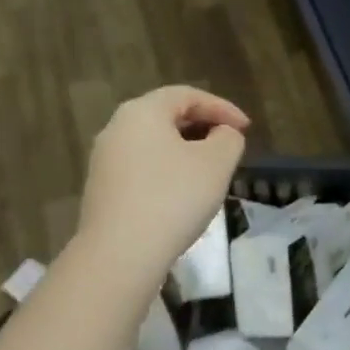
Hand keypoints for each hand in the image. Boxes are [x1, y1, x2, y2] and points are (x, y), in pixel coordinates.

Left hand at [75, 86, 249, 286]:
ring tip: (211, 171)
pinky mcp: (103, 190)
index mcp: (142, 112)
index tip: (247, 128)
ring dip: (185, 151)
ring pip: (154, 144)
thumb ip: (228, 139)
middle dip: (203, 127)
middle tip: (230, 145)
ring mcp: (104, 161)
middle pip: (166, 116)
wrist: (120, 254)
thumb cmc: (173, 198)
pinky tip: (183, 195)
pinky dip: (168, 171)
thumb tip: (222, 135)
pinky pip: (142, 168)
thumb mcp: (217, 163)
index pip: (187, 95)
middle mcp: (117, 128)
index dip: (222, 108)